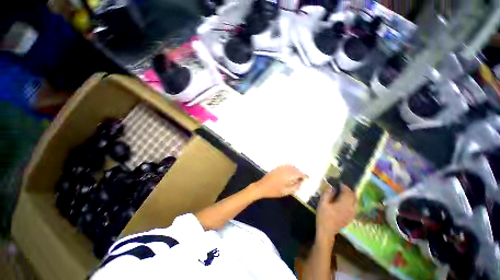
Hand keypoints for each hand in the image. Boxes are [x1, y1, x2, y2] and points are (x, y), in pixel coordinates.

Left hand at [250, 165, 306, 198]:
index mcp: (287, 175)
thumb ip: (295, 187)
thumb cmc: (273, 191)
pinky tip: (290, 173)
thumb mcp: (285, 192)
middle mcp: (284, 169)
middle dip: (300, 173)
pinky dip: (290, 168)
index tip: (307, 178)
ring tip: (296, 176)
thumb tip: (300, 182)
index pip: (298, 173)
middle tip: (302, 179)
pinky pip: (286, 166)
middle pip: (295, 169)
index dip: (304, 175)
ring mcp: (280, 167)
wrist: (261, 187)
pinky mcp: (276, 168)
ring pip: (291, 166)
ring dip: (295, 170)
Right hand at [316, 184, 355, 244]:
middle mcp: (351, 208)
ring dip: (351, 195)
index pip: (347, 192)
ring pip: (355, 201)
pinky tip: (345, 200)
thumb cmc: (323, 216)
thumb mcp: (322, 203)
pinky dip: (351, 201)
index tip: (339, 183)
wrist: (327, 231)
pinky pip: (354, 206)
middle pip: (353, 196)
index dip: (344, 186)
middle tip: (342, 186)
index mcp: (344, 204)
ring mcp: (352, 214)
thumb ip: (327, 194)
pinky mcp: (351, 217)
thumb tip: (331, 187)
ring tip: (344, 192)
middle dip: (348, 190)